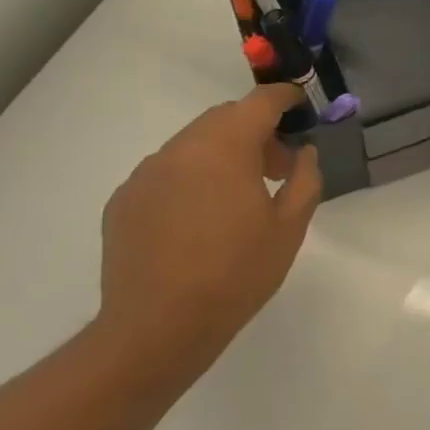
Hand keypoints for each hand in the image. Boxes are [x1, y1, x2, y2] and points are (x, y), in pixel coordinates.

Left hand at [94, 84, 323, 388]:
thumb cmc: (234, 275)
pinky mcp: (124, 199)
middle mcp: (182, 147)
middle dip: (255, 131)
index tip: (301, 109)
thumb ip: (305, 178)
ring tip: (235, 198)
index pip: (261, 100)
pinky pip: (166, 172)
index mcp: (226, 145)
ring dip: (221, 154)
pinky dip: (189, 179)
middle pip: (226, 117)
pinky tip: (195, 222)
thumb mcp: (289, 228)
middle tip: (275, 169)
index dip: (286, 98)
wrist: (155, 330)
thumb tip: (303, 151)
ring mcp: (147, 171)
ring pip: (193, 144)